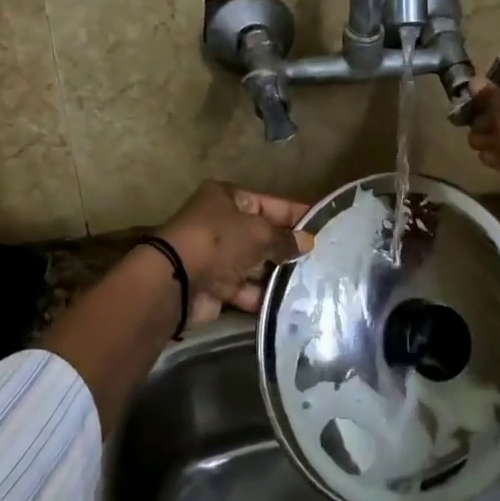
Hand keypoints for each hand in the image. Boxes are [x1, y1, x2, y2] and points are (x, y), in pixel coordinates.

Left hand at [156, 181, 313, 322]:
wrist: (176, 280)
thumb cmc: (219, 240)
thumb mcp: (258, 232)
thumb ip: (284, 239)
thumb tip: (308, 243)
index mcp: (227, 198)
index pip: (269, 202)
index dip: (295, 213)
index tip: (322, 224)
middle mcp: (220, 223)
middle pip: (261, 234)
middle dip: (287, 247)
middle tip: (321, 258)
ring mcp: (216, 256)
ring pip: (254, 264)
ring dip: (277, 274)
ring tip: (312, 282)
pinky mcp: (215, 286)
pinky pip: (245, 289)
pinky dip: (263, 296)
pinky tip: (289, 302)